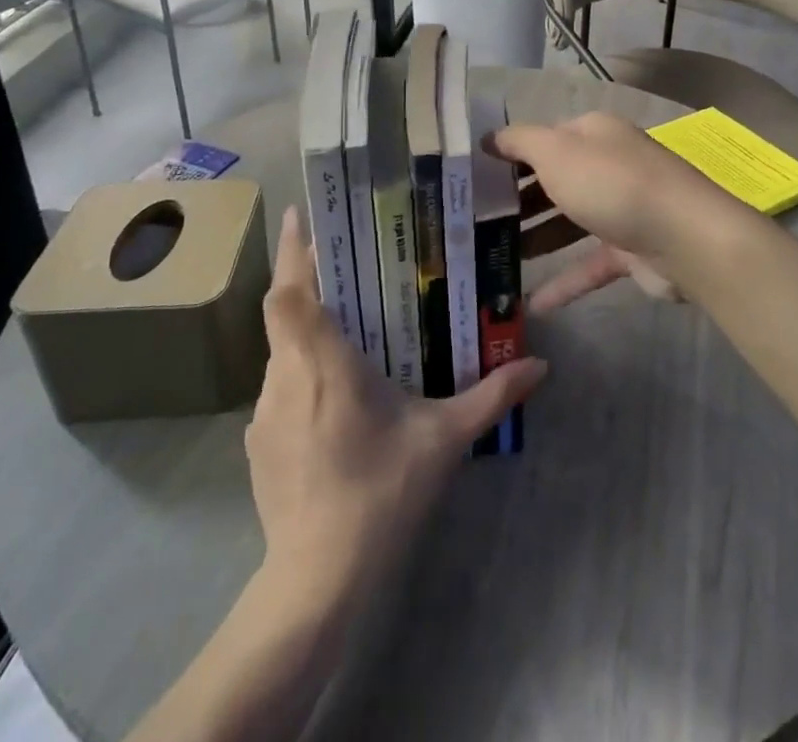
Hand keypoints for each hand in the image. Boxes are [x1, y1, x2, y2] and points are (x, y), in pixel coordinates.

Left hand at [246, 208, 546, 602]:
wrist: (318, 581)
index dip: (293, 251)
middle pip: (283, 313)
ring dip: (306, 331)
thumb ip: (490, 395)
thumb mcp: (444, 439)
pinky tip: (333, 396)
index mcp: (324, 363)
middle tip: (340, 260)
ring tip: (345, 329)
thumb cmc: (381, 492)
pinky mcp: (258, 444)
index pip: (290, 293)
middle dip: (305, 281)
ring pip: (281, 351)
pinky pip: (278, 387)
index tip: (303, 215)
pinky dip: (301, 374)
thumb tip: (540, 366)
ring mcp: (264, 413)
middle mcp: (285, 378)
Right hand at [489, 112, 755, 311]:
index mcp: (591, 134)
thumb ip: (520, 142)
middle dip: (516, 200)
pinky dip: (563, 282)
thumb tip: (489, 137)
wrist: (685, 238)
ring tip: (492, 259)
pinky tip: (531, 303)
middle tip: (474, 223)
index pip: (541, 139)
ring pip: (568, 222)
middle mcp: (607, 165)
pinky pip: (588, 264)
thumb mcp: (557, 152)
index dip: (507, 156)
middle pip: (553, 180)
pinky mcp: (630, 250)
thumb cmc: (612, 185)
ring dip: (534, 239)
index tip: (470, 180)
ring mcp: (621, 209)